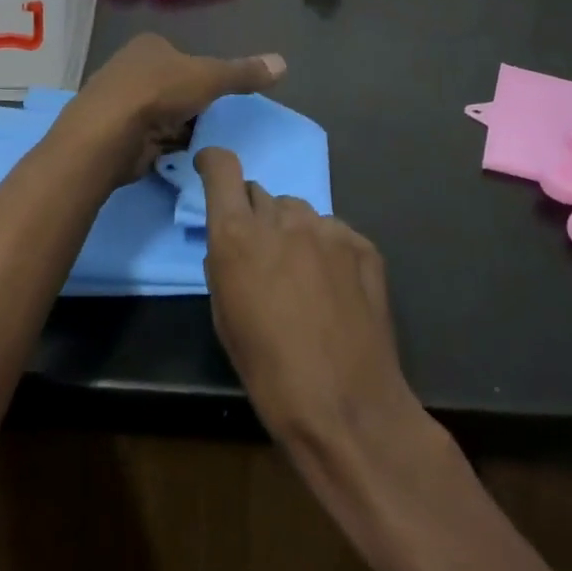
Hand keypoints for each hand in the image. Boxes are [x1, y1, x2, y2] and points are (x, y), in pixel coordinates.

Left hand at [54, 34, 285, 187]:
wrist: (107, 133)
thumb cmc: (158, 93)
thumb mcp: (209, 78)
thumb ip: (243, 73)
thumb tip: (284, 63)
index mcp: (149, 45)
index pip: (183, 57)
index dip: (202, 76)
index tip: (216, 96)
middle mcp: (130, 68)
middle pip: (172, 86)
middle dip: (189, 105)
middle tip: (211, 123)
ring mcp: (120, 101)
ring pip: (161, 114)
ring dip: (177, 128)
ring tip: (197, 143)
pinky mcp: (115, 132)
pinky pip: (149, 138)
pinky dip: (163, 146)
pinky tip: (175, 156)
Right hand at [198, 147, 418, 459]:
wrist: (347, 407)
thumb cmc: (269, 371)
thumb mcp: (224, 317)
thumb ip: (224, 263)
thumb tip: (232, 244)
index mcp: (237, 235)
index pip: (222, 168)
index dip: (213, 162)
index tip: (210, 169)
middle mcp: (281, 220)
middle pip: (261, 195)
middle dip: (256, 218)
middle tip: (264, 258)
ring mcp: (326, 229)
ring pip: (298, 213)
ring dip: (292, 233)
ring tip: (303, 278)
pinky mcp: (362, 244)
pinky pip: (333, 232)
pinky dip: (327, 250)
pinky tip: (335, 290)